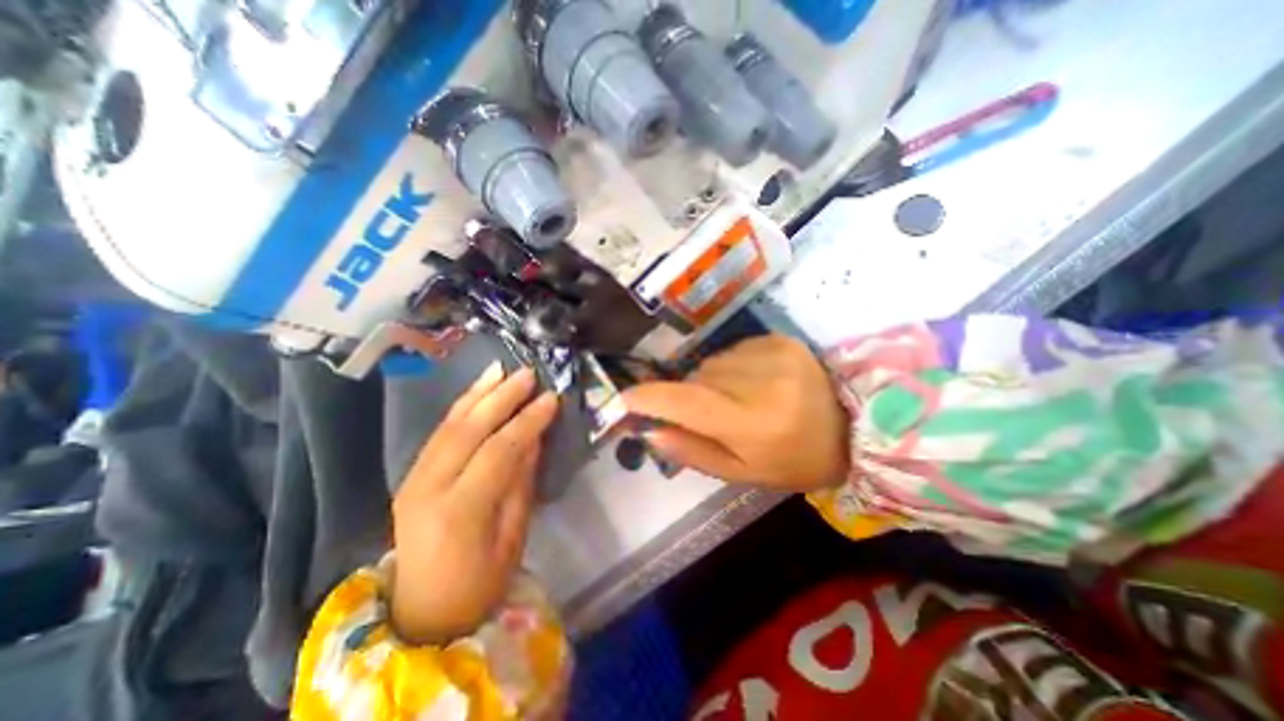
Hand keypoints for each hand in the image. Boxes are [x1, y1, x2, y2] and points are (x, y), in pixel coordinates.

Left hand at [386, 363, 555, 645]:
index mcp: (459, 511)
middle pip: (469, 429)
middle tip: (528, 373)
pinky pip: (439, 433)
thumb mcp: (513, 535)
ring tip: (501, 369)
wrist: (422, 612)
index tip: (551, 398)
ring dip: (478, 393)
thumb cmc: (480, 582)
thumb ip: (521, 481)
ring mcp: (413, 479)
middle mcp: (429, 488)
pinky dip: (460, 407)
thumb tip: (535, 436)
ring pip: (449, 425)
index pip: (498, 451)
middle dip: (502, 397)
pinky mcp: (410, 475)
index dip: (528, 421)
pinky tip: (477, 390)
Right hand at [625, 336, 848, 492]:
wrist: (854, 428)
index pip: (685, 402)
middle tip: (713, 415)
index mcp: (750, 423)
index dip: (650, 398)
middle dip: (690, 395)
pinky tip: (756, 381)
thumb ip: (693, 451)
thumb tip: (650, 431)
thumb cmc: (795, 460)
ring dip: (713, 381)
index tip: (626, 398)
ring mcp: (770, 353)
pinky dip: (733, 367)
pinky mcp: (779, 339)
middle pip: (696, 379)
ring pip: (711, 363)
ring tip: (740, 398)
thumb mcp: (743, 472)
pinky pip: (733, 351)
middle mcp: (757, 381)